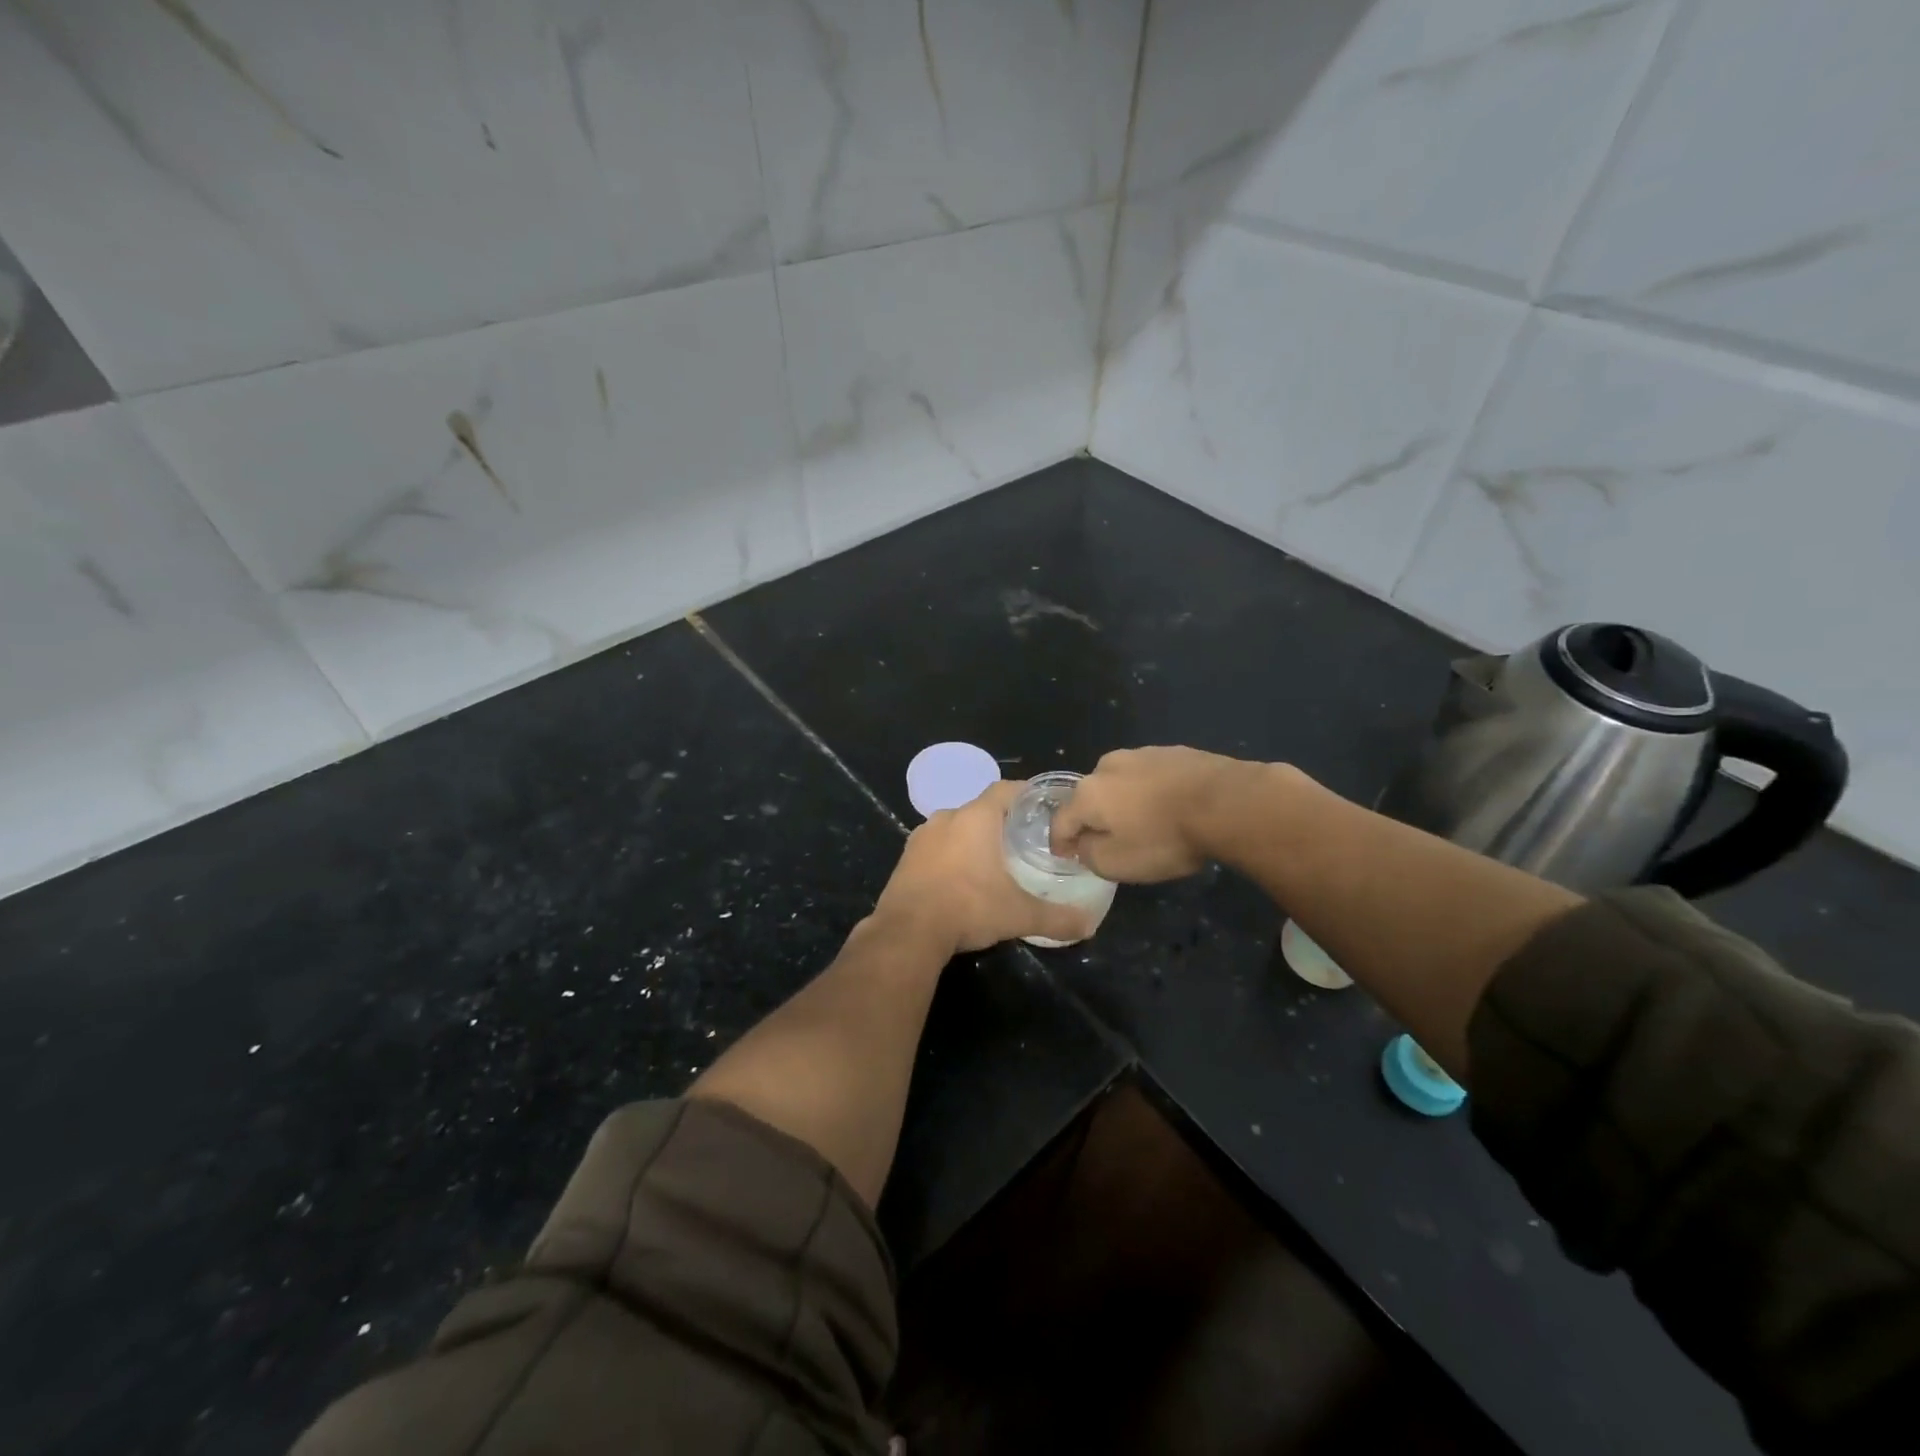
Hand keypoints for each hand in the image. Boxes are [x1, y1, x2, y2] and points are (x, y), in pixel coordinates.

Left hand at [874, 780, 1093, 954]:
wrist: (908, 932)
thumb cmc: (968, 908)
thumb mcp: (1019, 914)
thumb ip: (1056, 917)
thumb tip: (1088, 924)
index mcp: (975, 818)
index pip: (1005, 789)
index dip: (1025, 794)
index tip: (1042, 807)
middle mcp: (946, 818)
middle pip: (980, 809)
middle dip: (1001, 822)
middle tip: (1023, 840)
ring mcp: (921, 837)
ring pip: (955, 828)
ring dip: (972, 839)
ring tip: (993, 861)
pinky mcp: (906, 858)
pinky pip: (935, 848)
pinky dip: (950, 856)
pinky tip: (961, 879)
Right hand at [1050, 747, 1253, 882]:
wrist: (1227, 803)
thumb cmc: (1164, 838)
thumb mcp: (1116, 863)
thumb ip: (1088, 854)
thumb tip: (1082, 844)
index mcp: (1087, 793)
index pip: (1061, 821)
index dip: (1060, 843)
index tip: (1066, 857)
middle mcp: (1107, 766)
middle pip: (1090, 798)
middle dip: (1094, 819)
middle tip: (1109, 841)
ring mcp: (1142, 754)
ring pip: (1121, 784)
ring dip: (1124, 803)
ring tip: (1143, 824)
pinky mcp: (1173, 752)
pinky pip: (1151, 778)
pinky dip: (1152, 793)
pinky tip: (1170, 809)